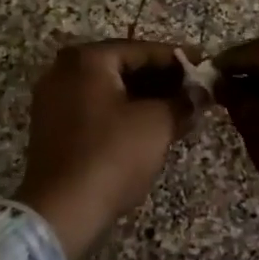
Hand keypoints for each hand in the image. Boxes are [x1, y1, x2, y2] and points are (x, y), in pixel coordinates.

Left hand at [14, 40, 196, 259]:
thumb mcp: (157, 123)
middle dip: (162, 80)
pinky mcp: (53, 129)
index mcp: (87, 60)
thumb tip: (201, 94)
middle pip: (123, 67)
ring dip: (145, 98)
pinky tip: (153, 127)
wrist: (63, 210)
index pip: (142, 49)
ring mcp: (54, 101)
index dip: (178, 58)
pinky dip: (124, 114)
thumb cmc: (113, 155)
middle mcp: (64, 71)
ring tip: (181, 109)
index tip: (205, 63)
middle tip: (196, 89)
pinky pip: (96, 110)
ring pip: (110, 90)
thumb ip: (182, 101)